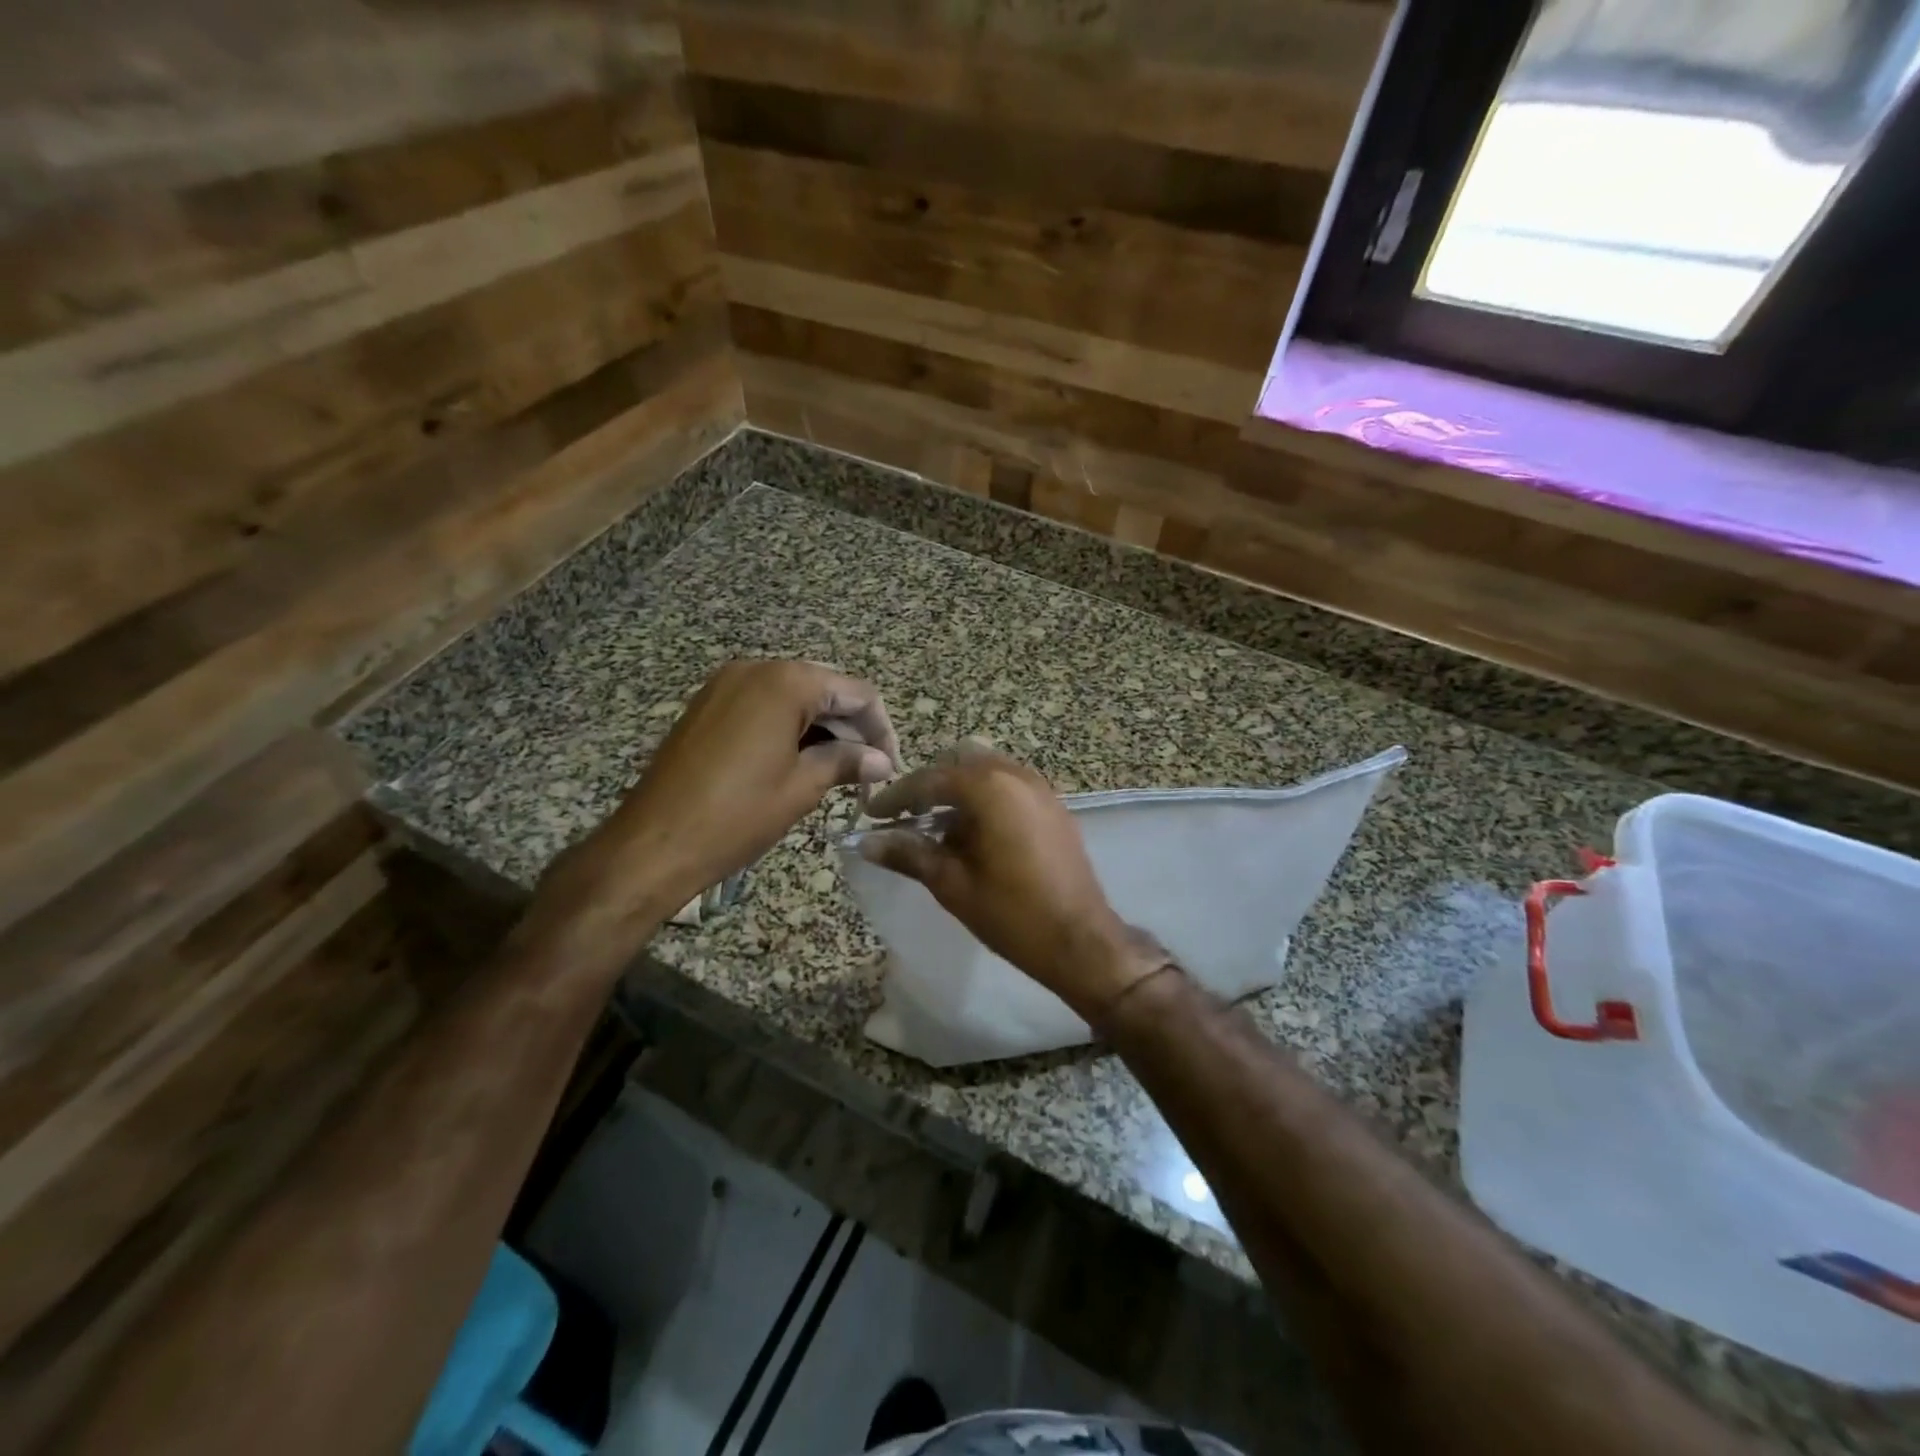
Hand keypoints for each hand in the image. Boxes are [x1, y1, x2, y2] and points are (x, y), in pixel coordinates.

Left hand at [531, 661, 899, 959]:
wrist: (653, 843)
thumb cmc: (736, 815)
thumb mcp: (802, 787)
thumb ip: (847, 761)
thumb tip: (882, 761)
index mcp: (785, 681)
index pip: (856, 693)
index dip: (881, 729)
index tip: (890, 766)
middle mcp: (756, 669)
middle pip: (825, 689)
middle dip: (853, 728)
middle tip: (869, 773)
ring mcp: (726, 685)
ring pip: (795, 698)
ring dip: (822, 730)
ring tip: (840, 772)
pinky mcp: (708, 705)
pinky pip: (764, 706)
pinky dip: (790, 729)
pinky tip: (801, 762)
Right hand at [857, 743, 1170, 1022]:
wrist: (1081, 941)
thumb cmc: (1012, 913)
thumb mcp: (952, 884)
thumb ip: (909, 854)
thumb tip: (866, 843)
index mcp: (990, 787)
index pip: (930, 779)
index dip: (896, 797)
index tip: (871, 815)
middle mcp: (1017, 775)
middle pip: (961, 761)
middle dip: (930, 784)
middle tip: (907, 817)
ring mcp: (1040, 788)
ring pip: (988, 770)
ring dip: (959, 789)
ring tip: (939, 829)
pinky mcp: (1054, 806)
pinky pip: (1010, 785)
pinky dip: (986, 797)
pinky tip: (974, 835)